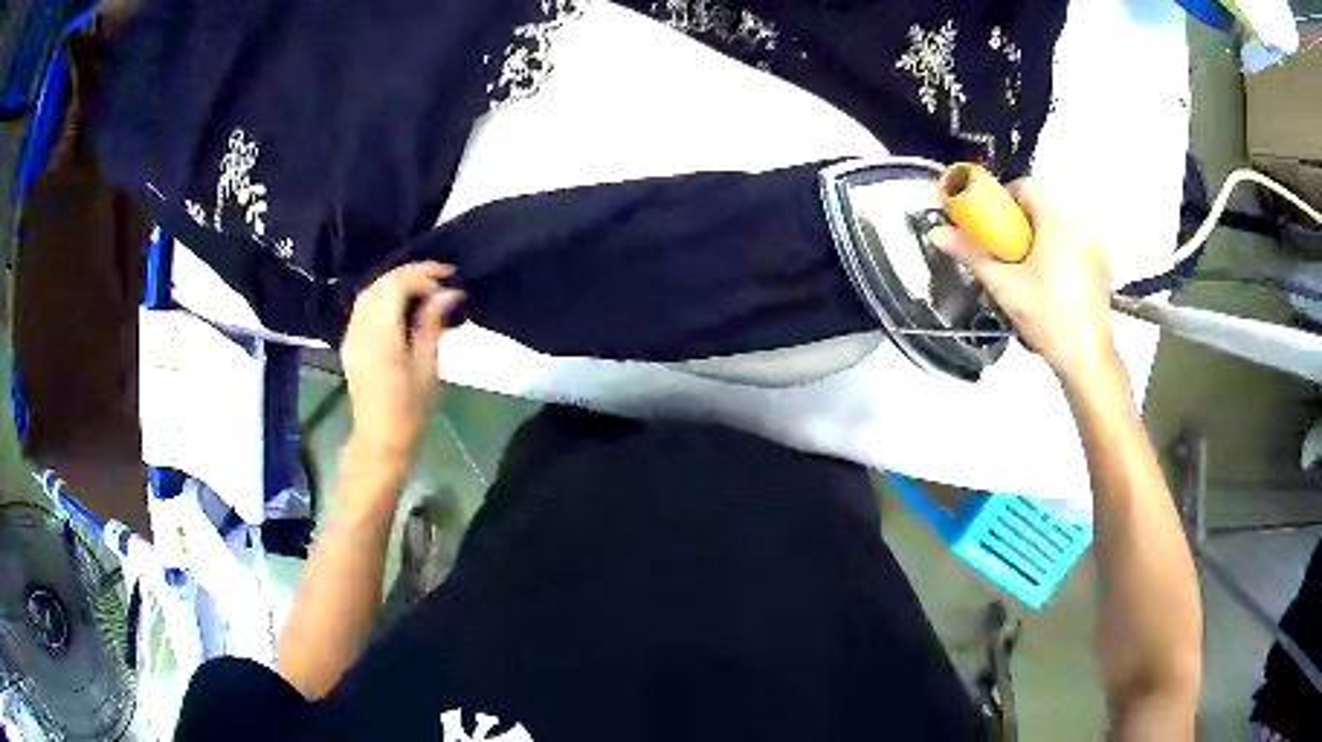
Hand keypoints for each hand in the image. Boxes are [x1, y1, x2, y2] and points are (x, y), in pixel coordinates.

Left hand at [340, 262, 464, 462]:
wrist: (380, 439)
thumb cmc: (410, 409)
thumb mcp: (428, 367)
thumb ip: (432, 324)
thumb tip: (449, 292)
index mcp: (381, 337)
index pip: (397, 287)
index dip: (422, 275)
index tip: (449, 276)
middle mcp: (361, 330)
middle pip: (381, 285)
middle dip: (409, 273)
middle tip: (439, 274)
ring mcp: (352, 336)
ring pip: (369, 293)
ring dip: (394, 281)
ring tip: (422, 284)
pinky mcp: (350, 343)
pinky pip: (363, 307)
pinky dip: (383, 295)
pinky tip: (401, 301)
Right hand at [931, 178, 1116, 382]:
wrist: (1087, 361)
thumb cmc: (1047, 320)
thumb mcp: (1005, 287)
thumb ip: (972, 255)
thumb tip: (938, 233)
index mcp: (1056, 225)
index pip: (1027, 187)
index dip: (1007, 199)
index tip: (997, 225)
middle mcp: (1079, 228)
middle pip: (1044, 210)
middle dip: (1024, 226)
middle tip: (1011, 256)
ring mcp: (1096, 249)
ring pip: (1060, 230)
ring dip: (1043, 242)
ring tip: (1034, 276)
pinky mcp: (1103, 269)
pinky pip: (1076, 248)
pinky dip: (1063, 257)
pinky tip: (1057, 288)